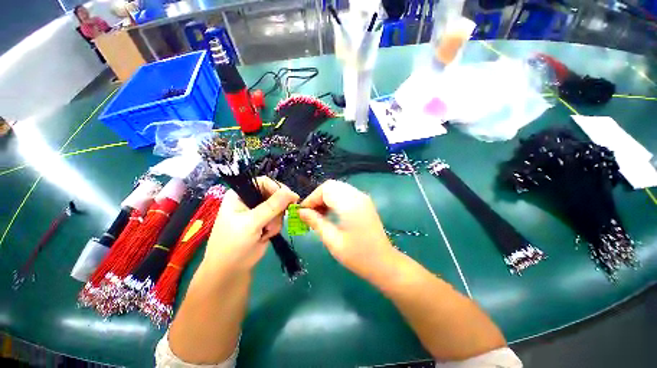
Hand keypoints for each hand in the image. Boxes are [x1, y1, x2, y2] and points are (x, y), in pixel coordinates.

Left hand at [204, 177, 298, 272]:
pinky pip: (279, 218)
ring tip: (266, 231)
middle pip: (274, 193)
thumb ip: (272, 206)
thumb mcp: (251, 223)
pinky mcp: (266, 221)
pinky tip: (266, 235)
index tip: (290, 198)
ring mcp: (259, 211)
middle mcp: (250, 200)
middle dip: (278, 208)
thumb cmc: (233, 244)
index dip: (277, 188)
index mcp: (240, 194)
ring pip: (279, 207)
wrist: (231, 270)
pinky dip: (276, 226)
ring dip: (276, 220)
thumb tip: (292, 192)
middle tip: (278, 218)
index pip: (263, 182)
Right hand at [298, 180, 396, 277]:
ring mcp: (362, 198)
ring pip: (338, 188)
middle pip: (331, 186)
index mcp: (350, 204)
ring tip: (318, 214)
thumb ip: (316, 222)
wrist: (384, 263)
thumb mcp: (332, 240)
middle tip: (310, 213)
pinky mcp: (364, 202)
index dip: (311, 198)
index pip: (326, 189)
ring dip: (325, 198)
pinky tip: (330, 213)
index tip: (302, 213)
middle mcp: (357, 196)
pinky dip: (334, 199)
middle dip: (317, 197)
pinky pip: (345, 193)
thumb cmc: (357, 256)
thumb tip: (301, 212)